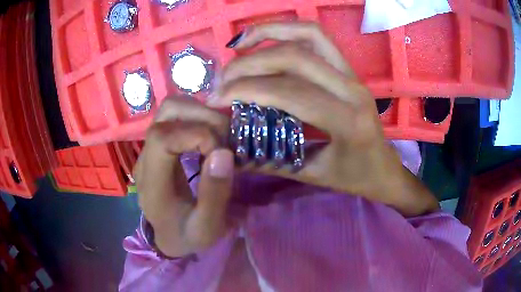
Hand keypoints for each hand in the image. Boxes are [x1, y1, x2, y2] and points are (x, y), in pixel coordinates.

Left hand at [134, 98, 233, 256]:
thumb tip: (223, 152)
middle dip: (202, 116)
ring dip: (200, 112)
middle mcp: (145, 158)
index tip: (222, 152)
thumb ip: (214, 194)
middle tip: (227, 136)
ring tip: (220, 133)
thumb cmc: (188, 235)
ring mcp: (149, 148)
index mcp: (153, 183)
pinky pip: (175, 117)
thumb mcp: (207, 227)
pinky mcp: (157, 145)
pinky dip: (196, 116)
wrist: (169, 236)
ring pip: (170, 108)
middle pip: (166, 113)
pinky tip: (210, 135)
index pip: (162, 138)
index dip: (196, 135)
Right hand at [209, 23, 438, 215]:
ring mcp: (352, 73)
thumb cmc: (355, 177)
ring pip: (309, 34)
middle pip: (295, 57)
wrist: (385, 168)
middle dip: (250, 63)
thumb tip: (232, 151)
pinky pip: (317, 38)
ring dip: (269, 32)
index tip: (217, 98)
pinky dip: (287, 32)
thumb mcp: (314, 175)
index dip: (247, 90)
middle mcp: (352, 88)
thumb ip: (271, 161)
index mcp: (348, 120)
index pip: (290, 92)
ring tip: (238, 44)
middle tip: (222, 79)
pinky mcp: (348, 68)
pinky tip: (264, 40)